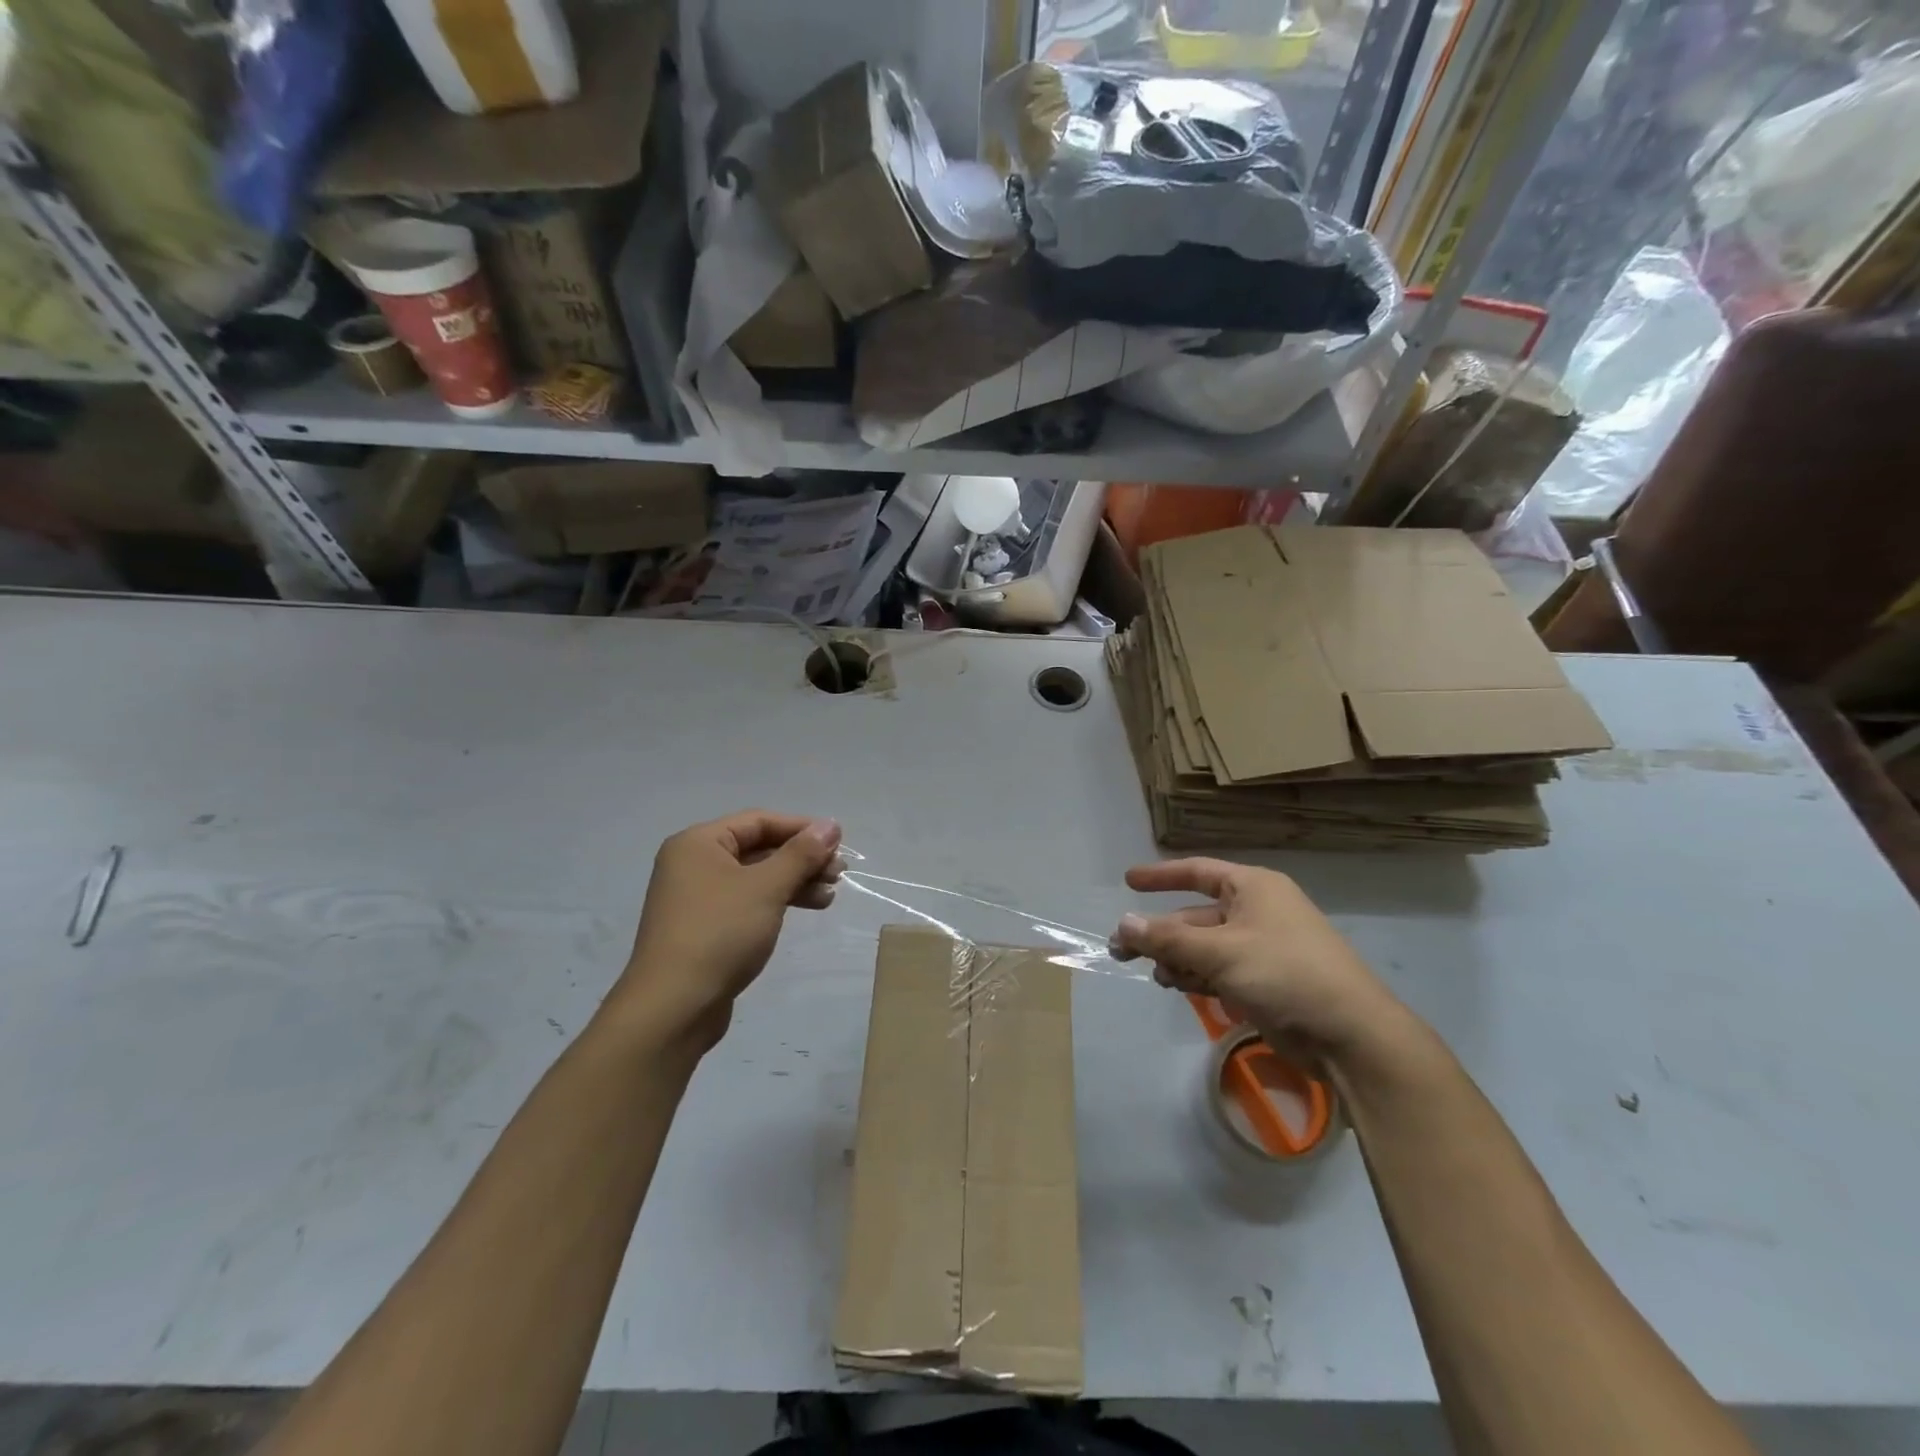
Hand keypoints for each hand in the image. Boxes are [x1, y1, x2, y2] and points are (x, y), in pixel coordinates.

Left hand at [613, 811, 844, 1052]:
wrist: (674, 1007)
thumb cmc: (720, 933)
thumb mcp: (766, 888)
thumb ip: (801, 853)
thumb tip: (831, 824)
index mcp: (698, 843)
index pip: (759, 821)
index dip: (801, 828)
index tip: (838, 841)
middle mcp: (694, 864)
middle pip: (759, 848)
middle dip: (801, 858)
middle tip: (838, 873)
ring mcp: (698, 898)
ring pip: (757, 877)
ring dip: (795, 881)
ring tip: (830, 894)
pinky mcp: (706, 928)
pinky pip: (748, 901)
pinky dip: (778, 901)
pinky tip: (808, 909)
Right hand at [1113, 859, 1413, 1069]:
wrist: (1350, 1035)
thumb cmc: (1285, 974)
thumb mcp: (1220, 952)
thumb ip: (1167, 938)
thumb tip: (1123, 924)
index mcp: (1253, 888)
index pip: (1197, 872)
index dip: (1161, 876)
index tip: (1127, 881)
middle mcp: (1257, 911)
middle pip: (1195, 915)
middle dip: (1160, 933)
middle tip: (1120, 950)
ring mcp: (1263, 947)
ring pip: (1204, 946)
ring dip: (1178, 959)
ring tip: (1160, 977)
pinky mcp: (1266, 981)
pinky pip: (1219, 969)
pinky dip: (1198, 976)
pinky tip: (1181, 988)